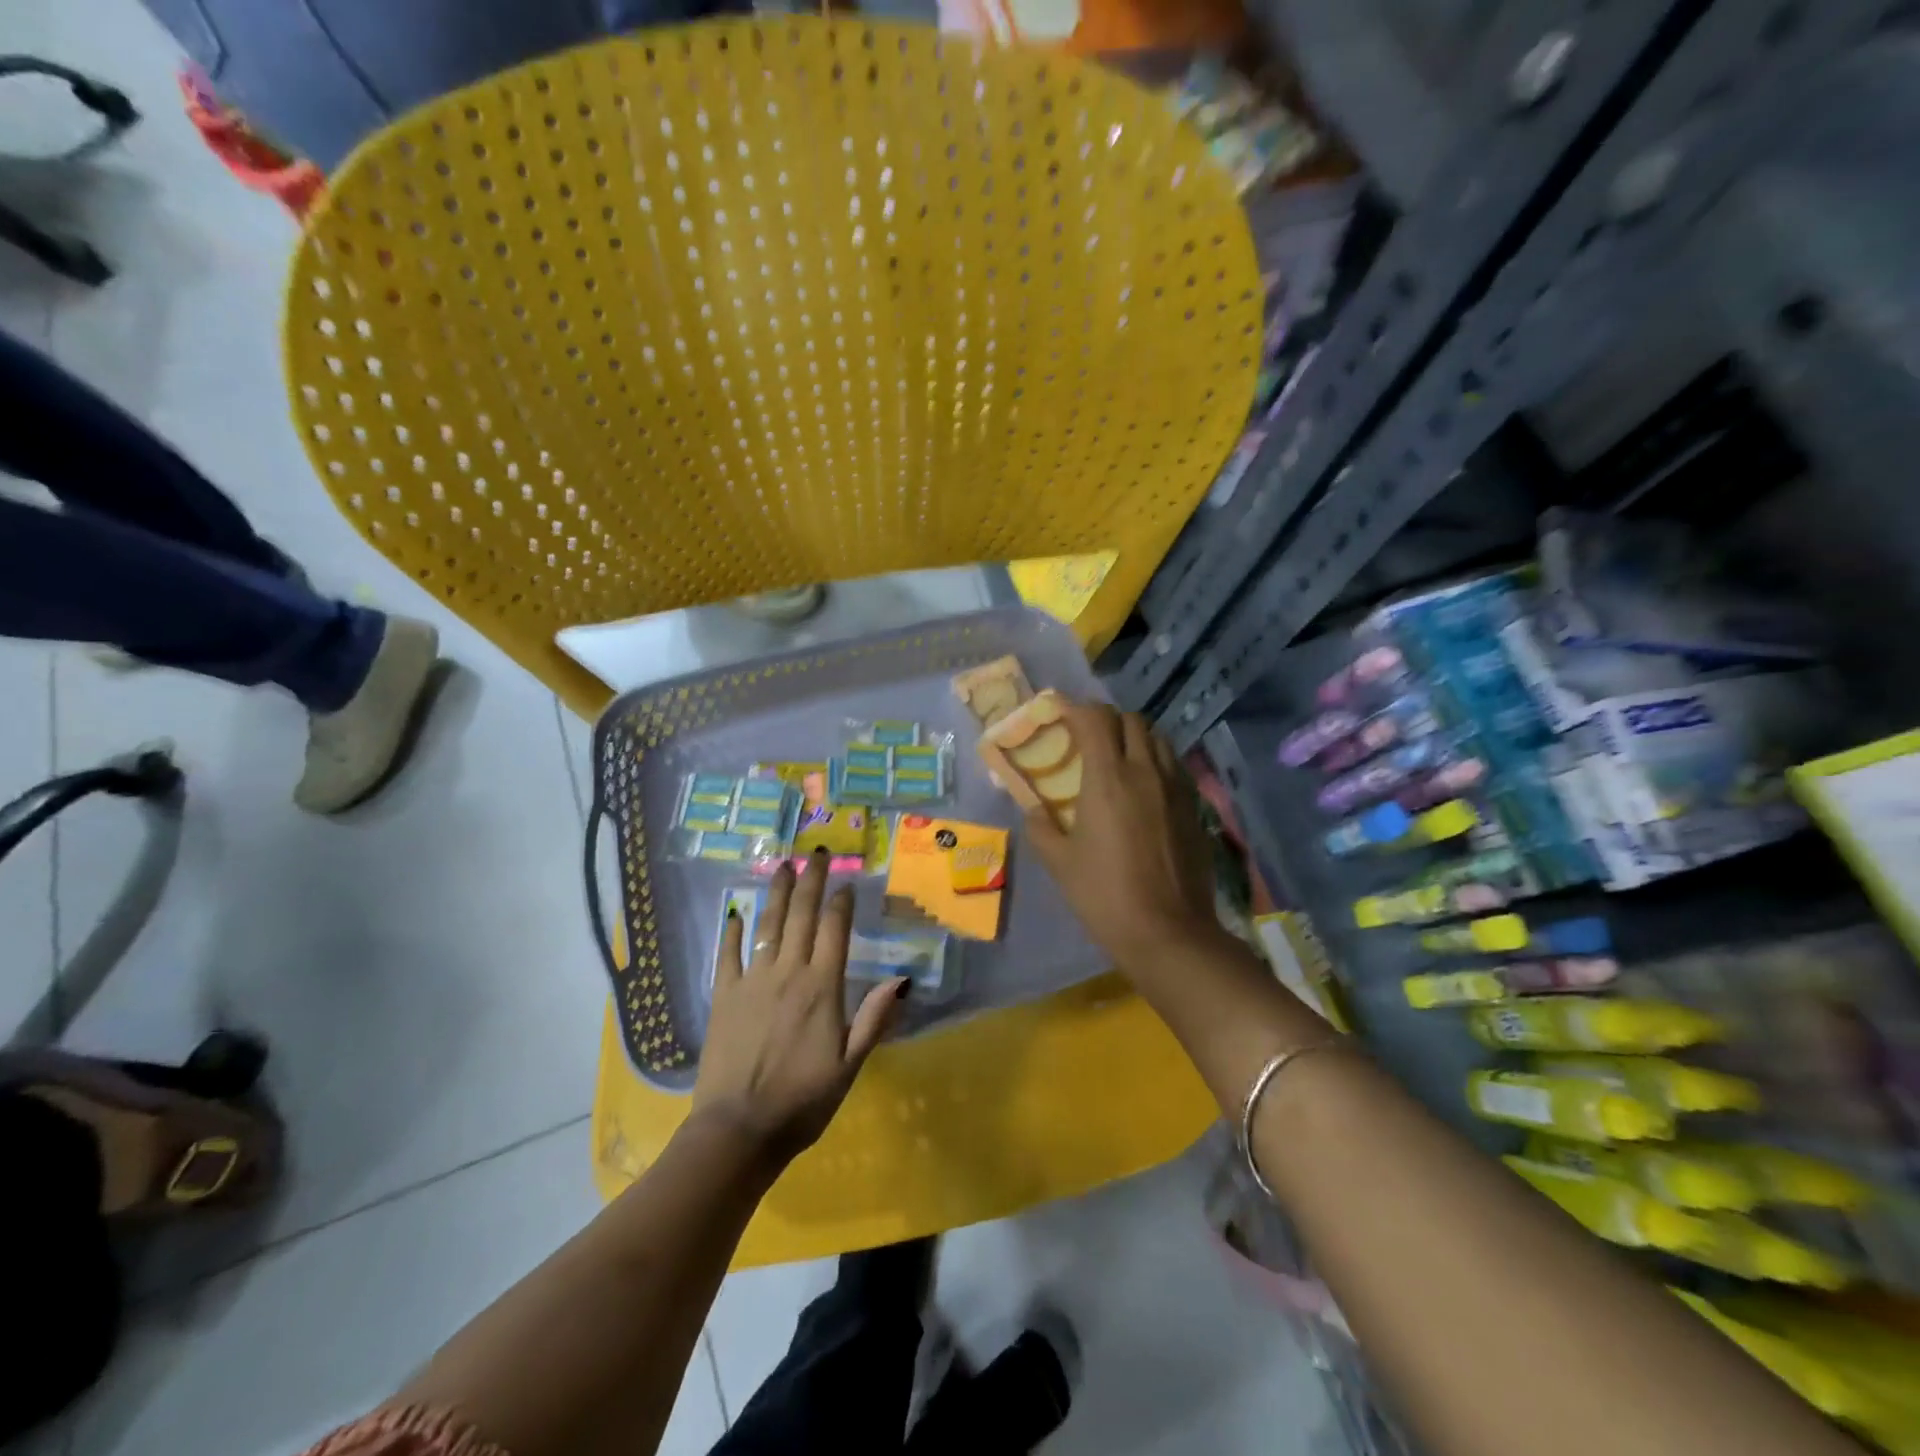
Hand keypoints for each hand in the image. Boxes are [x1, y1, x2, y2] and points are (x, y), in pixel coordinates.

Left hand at [691, 850, 905, 1165]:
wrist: (738, 1131)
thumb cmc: (802, 1101)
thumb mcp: (849, 1066)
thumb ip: (874, 1019)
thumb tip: (901, 979)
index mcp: (822, 988)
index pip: (834, 931)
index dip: (841, 903)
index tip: (846, 883)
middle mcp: (787, 973)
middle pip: (801, 916)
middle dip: (810, 881)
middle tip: (816, 853)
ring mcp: (752, 981)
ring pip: (767, 926)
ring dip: (776, 893)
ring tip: (782, 866)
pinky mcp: (723, 996)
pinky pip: (728, 955)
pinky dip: (733, 932)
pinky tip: (736, 914)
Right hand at [1023, 702, 1222, 974]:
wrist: (1168, 932)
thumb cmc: (1104, 895)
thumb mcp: (1059, 863)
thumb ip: (1040, 827)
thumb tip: (1033, 810)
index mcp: (1108, 779)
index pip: (1095, 719)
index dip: (1075, 707)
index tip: (1060, 710)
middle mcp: (1146, 772)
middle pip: (1131, 720)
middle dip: (1106, 719)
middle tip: (1088, 736)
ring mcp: (1176, 788)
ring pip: (1158, 739)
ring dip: (1135, 736)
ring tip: (1118, 755)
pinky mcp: (1195, 807)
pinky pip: (1175, 765)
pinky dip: (1156, 760)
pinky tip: (1146, 785)